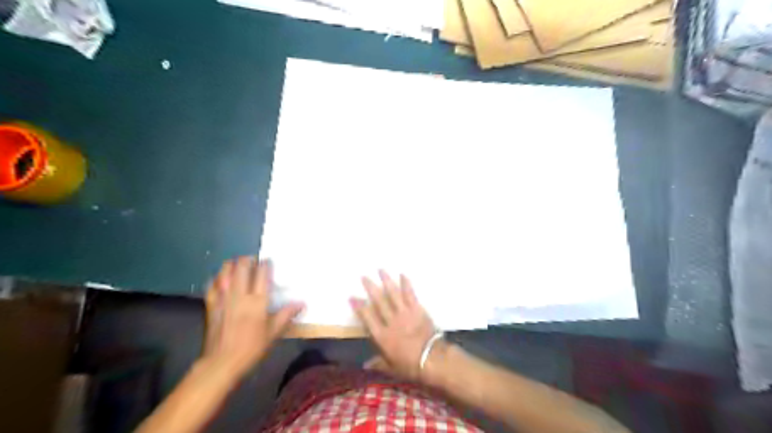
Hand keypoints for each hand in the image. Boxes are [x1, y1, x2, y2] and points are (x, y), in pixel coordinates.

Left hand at [201, 258, 303, 378]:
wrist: (222, 363)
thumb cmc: (252, 347)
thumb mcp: (273, 332)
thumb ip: (286, 314)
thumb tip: (302, 303)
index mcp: (257, 300)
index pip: (262, 273)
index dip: (266, 264)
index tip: (269, 261)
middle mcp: (240, 295)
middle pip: (242, 267)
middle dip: (248, 260)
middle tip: (254, 261)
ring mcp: (224, 298)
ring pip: (225, 272)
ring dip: (232, 265)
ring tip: (238, 265)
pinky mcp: (212, 305)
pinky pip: (212, 286)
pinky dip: (217, 279)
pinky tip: (221, 279)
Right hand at [352, 272, 435, 380]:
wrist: (432, 359)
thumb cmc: (410, 365)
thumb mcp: (390, 368)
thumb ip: (377, 363)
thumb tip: (364, 365)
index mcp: (382, 336)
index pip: (367, 318)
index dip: (359, 307)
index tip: (352, 297)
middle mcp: (391, 321)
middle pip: (379, 301)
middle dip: (371, 288)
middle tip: (364, 276)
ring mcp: (404, 313)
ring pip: (393, 294)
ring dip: (386, 281)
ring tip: (381, 270)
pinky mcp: (417, 309)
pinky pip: (410, 294)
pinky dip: (406, 284)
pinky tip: (402, 275)